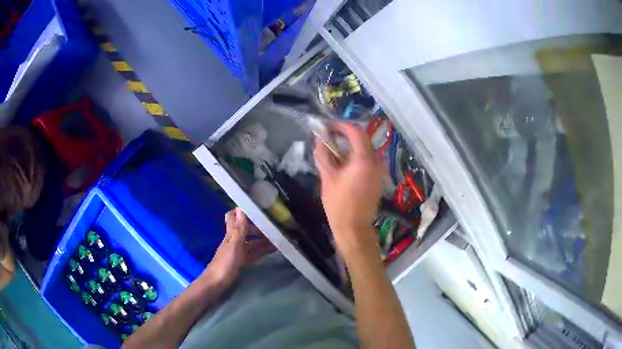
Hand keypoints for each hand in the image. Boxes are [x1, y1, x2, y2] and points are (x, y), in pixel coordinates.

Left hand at [202, 208, 275, 291]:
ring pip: (252, 242)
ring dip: (263, 239)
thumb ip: (239, 229)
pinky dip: (263, 250)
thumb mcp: (234, 245)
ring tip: (279, 237)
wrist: (217, 284)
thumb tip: (240, 207)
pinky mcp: (242, 262)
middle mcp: (234, 241)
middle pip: (246, 230)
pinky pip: (254, 253)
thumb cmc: (225, 264)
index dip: (242, 212)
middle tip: (274, 225)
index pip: (233, 217)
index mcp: (230, 235)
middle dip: (258, 227)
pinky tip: (273, 249)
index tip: (256, 208)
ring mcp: (238, 252)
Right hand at [315, 121, 384, 255]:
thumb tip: (319, 138)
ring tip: (334, 150)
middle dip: (346, 135)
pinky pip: (368, 160)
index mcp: (364, 161)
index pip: (356, 132)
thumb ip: (323, 154)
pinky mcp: (378, 178)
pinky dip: (356, 156)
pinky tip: (343, 164)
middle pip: (362, 139)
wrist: (353, 227)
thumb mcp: (327, 177)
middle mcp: (376, 162)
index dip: (342, 125)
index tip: (328, 126)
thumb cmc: (338, 204)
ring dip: (350, 146)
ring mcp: (379, 171)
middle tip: (330, 136)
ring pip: (366, 149)